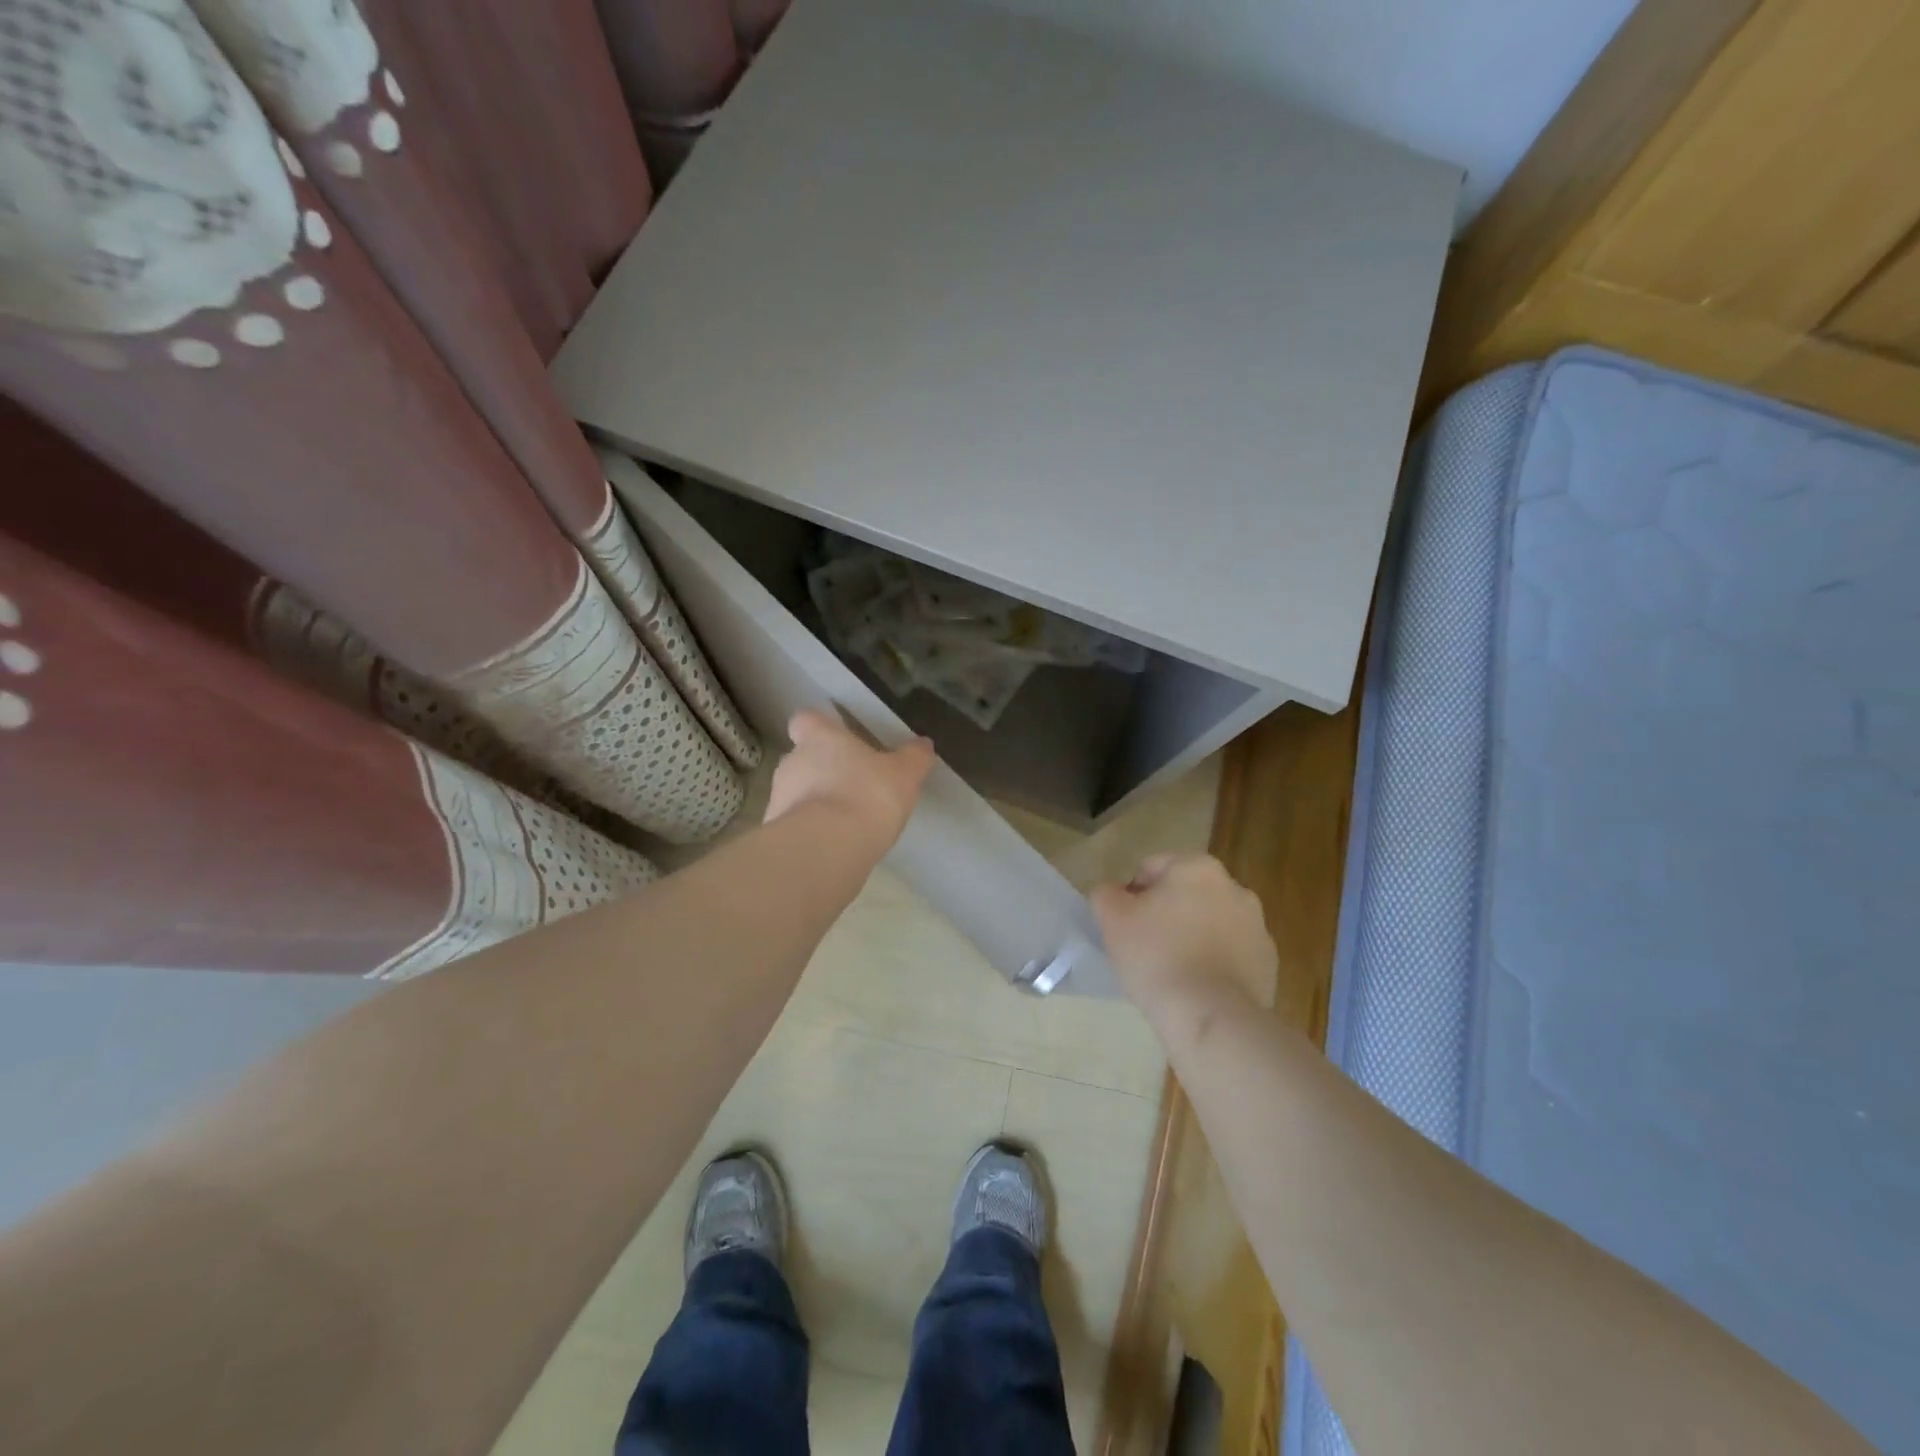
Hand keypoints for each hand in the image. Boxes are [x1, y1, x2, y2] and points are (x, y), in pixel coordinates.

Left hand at [764, 710, 934, 855]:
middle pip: (802, 758)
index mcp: (819, 739)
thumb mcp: (904, 775)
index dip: (819, 728)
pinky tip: (835, 846)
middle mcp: (792, 762)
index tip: (836, 739)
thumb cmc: (867, 796)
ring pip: (797, 793)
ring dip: (816, 803)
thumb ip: (914, 758)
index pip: (806, 720)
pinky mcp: (777, 834)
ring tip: (846, 822)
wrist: (826, 849)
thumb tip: (923, 744)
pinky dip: (812, 832)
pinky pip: (796, 825)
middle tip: (853, 786)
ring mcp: (778, 799)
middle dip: (823, 770)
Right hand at [1091, 853, 1277, 1026]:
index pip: (1150, 868)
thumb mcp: (1112, 919)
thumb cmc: (1157, 956)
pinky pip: (1230, 954)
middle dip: (1165, 914)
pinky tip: (1197, 987)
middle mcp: (1234, 887)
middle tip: (1144, 948)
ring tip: (1171, 971)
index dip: (1130, 896)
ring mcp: (1257, 926)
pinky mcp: (1268, 963)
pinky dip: (1214, 963)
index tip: (1123, 927)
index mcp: (1197, 867)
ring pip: (1209, 923)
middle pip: (1184, 894)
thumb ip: (1106, 894)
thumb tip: (1114, 893)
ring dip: (1191, 936)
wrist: (1211, 1016)